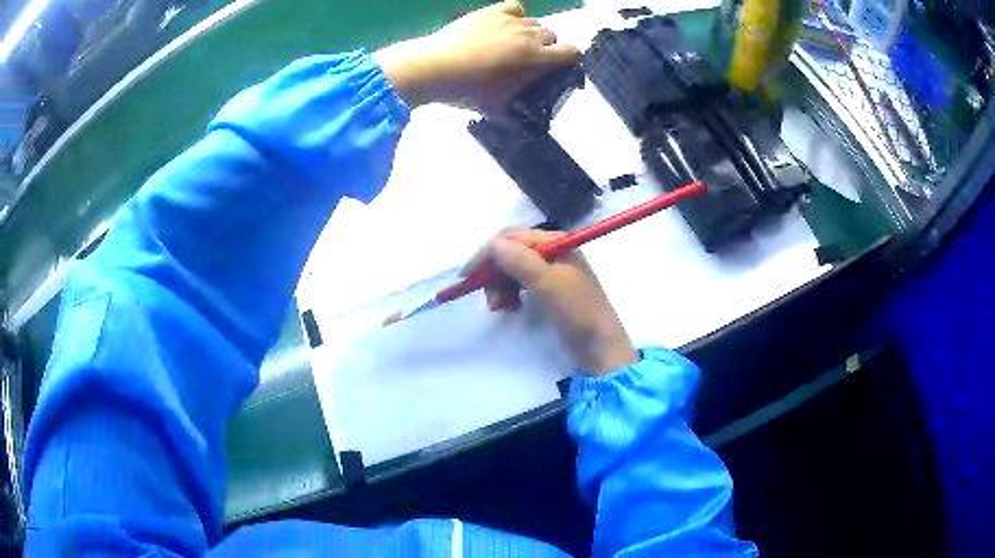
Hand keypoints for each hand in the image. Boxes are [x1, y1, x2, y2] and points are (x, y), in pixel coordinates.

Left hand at [373, 1, 578, 112]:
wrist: (434, 68)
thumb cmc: (467, 91)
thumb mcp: (498, 107)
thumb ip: (519, 110)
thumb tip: (526, 119)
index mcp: (537, 59)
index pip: (571, 53)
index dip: (567, 60)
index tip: (555, 67)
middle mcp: (530, 35)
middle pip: (552, 37)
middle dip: (545, 48)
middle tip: (525, 60)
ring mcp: (511, 21)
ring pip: (533, 23)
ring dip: (529, 34)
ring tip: (509, 44)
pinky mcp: (492, 11)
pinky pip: (516, 8)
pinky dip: (514, 16)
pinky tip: (503, 26)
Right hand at [464, 228, 637, 374]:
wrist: (601, 348)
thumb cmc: (578, 314)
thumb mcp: (549, 286)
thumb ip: (521, 263)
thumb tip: (493, 244)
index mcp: (556, 242)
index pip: (511, 237)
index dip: (487, 254)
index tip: (467, 278)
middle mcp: (552, 250)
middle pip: (510, 251)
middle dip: (494, 273)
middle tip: (490, 301)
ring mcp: (551, 270)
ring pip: (511, 268)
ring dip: (500, 285)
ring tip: (500, 308)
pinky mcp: (549, 289)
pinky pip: (519, 282)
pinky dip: (509, 293)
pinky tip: (511, 307)